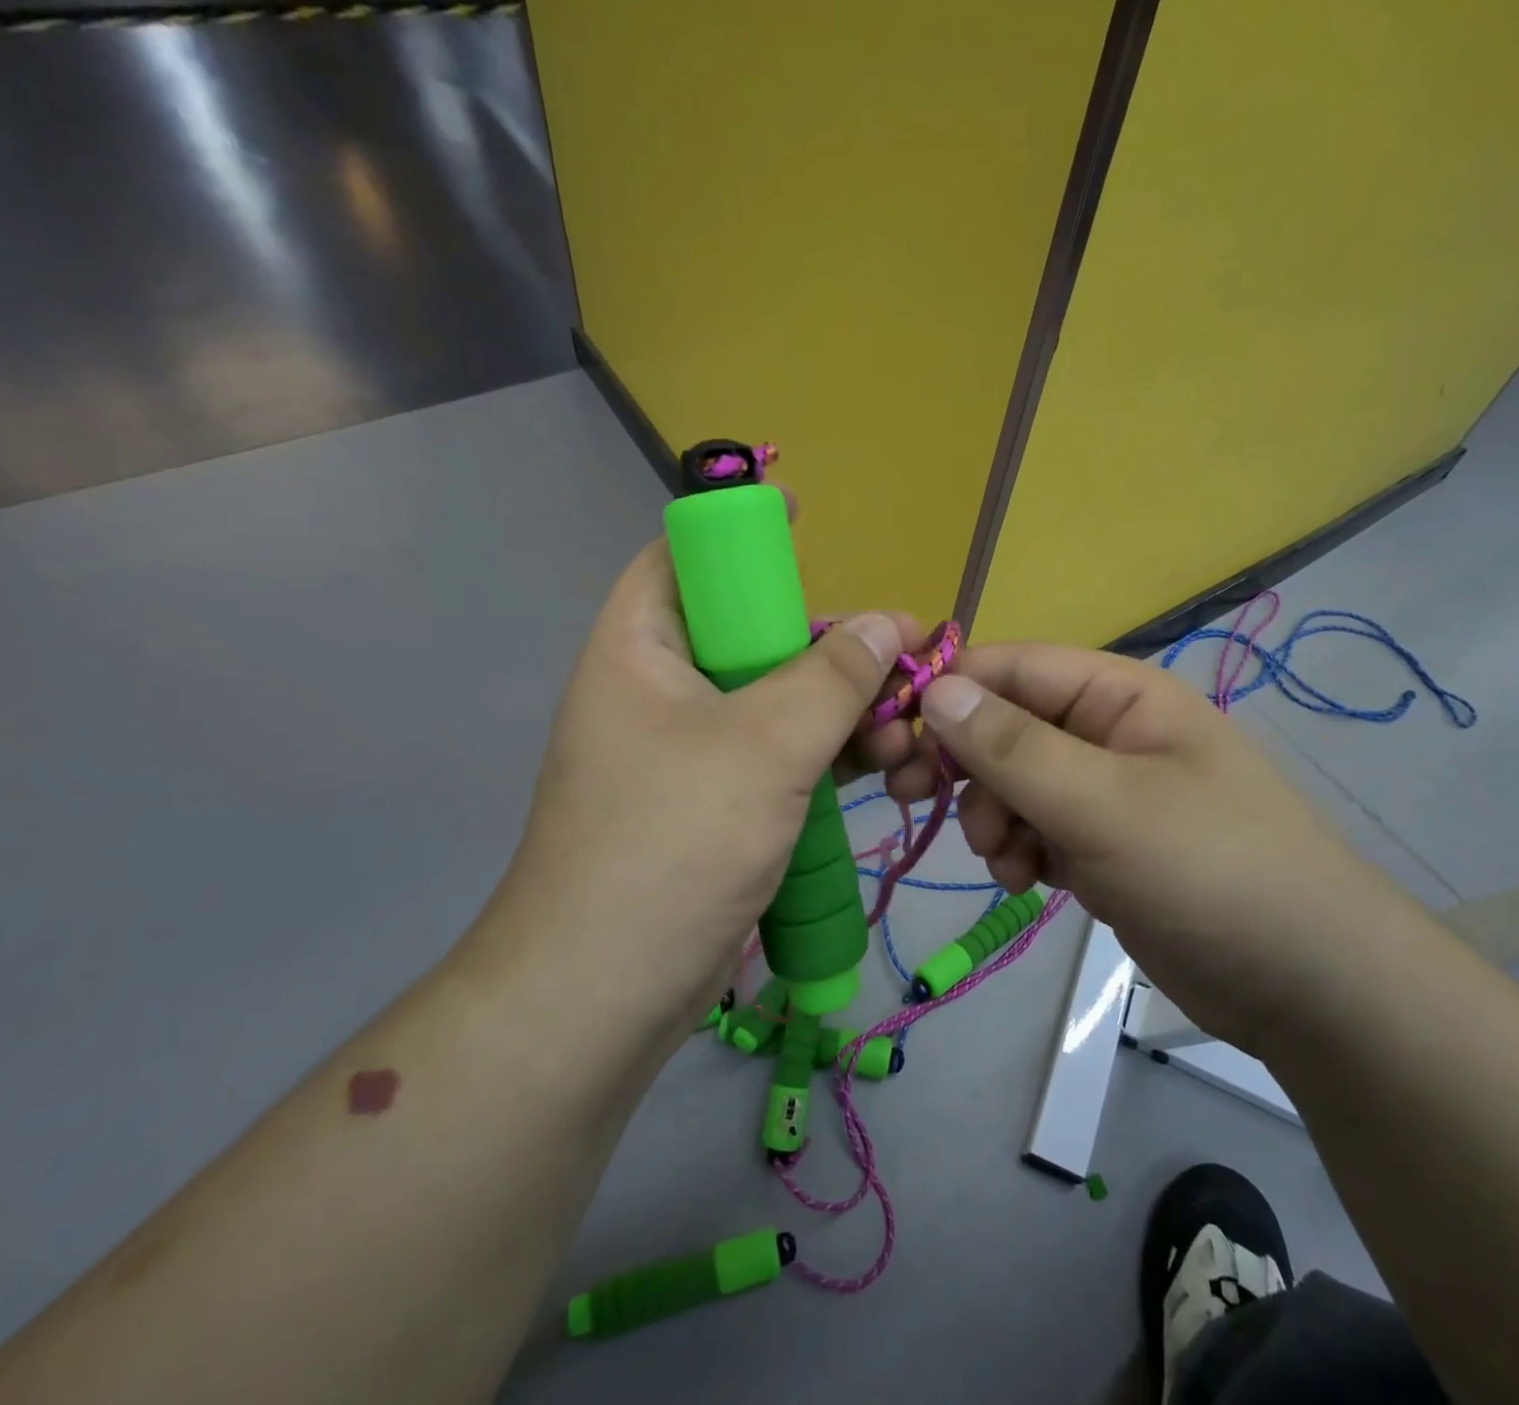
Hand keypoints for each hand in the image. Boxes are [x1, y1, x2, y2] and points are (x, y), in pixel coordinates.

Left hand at [480, 540, 926, 1031]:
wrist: (605, 995)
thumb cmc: (670, 844)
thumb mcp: (762, 748)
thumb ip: (832, 678)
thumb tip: (890, 622)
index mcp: (642, 648)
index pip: (685, 557)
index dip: (743, 532)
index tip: (809, 523)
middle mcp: (662, 690)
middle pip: (756, 635)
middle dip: (834, 644)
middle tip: (908, 659)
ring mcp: (692, 751)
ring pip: (780, 701)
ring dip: (848, 709)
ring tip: (912, 732)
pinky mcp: (719, 803)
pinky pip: (783, 757)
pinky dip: (833, 756)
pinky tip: (890, 767)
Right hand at [895, 644, 1427, 1050]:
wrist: (1307, 986)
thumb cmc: (1211, 872)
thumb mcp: (1104, 804)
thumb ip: (1013, 746)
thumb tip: (933, 688)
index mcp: (1119, 695)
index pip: (1011, 666)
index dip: (948, 692)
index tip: (893, 737)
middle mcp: (1107, 732)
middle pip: (1004, 725)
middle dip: (965, 766)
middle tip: (915, 800)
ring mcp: (1104, 791)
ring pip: (1012, 782)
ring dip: (991, 817)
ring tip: (1007, 860)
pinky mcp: (1102, 844)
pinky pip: (1034, 828)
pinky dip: (1018, 850)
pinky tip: (1027, 882)